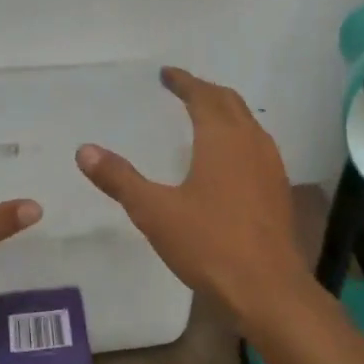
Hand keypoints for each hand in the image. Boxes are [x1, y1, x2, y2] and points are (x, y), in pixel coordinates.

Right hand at [76, 66, 307, 320]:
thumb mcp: (154, 211)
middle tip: (182, 89)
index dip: (183, 81)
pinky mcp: (278, 189)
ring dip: (225, 111)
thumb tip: (84, 150)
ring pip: (248, 123)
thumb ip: (120, 179)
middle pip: (229, 102)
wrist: (267, 289)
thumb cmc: (209, 243)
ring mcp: (270, 166)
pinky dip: (238, 136)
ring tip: (204, 115)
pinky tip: (228, 159)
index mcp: (221, 138)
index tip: (166, 74)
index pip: (202, 95)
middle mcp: (251, 142)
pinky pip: (257, 146)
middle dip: (205, 91)